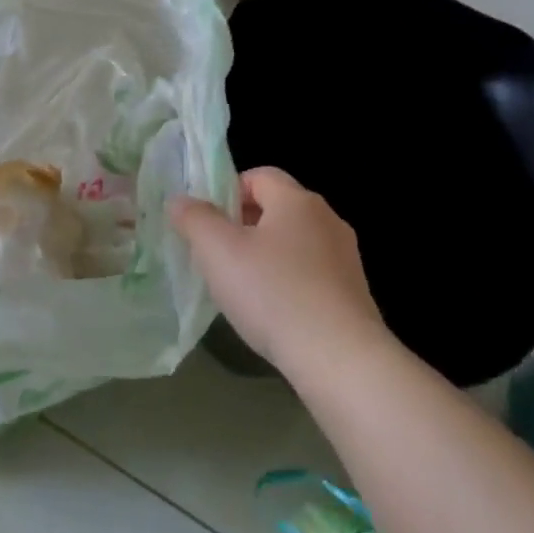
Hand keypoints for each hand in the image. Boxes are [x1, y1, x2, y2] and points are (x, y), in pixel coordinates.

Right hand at [170, 168, 384, 374]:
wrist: (338, 357)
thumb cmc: (272, 293)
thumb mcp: (218, 252)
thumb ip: (195, 219)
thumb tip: (180, 200)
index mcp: (297, 201)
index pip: (259, 175)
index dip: (227, 192)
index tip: (207, 224)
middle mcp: (327, 219)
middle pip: (277, 208)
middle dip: (243, 226)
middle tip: (217, 256)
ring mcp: (345, 257)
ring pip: (294, 243)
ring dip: (266, 256)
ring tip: (242, 288)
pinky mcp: (353, 291)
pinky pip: (311, 273)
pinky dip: (288, 282)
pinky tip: (273, 312)